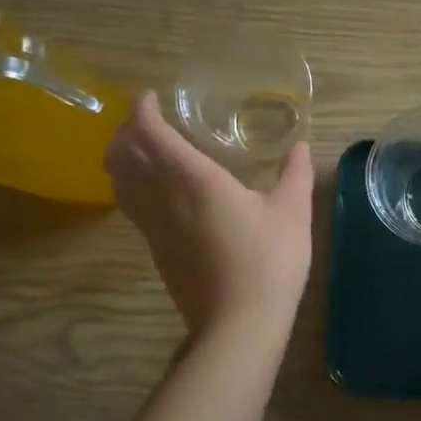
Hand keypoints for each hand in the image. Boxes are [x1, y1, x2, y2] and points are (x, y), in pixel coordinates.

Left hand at [105, 90, 314, 339]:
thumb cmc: (269, 261)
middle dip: (127, 130)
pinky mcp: (155, 250)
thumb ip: (296, 174)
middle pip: (123, 154)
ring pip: (119, 181)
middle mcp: (162, 198)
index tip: (152, 97)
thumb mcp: (293, 212)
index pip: (151, 133)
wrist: (240, 323)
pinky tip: (156, 191)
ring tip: (145, 149)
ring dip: (123, 158)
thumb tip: (301, 147)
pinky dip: (131, 185)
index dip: (144, 110)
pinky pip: (131, 205)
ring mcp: (153, 227)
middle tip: (149, 120)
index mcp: (193, 179)